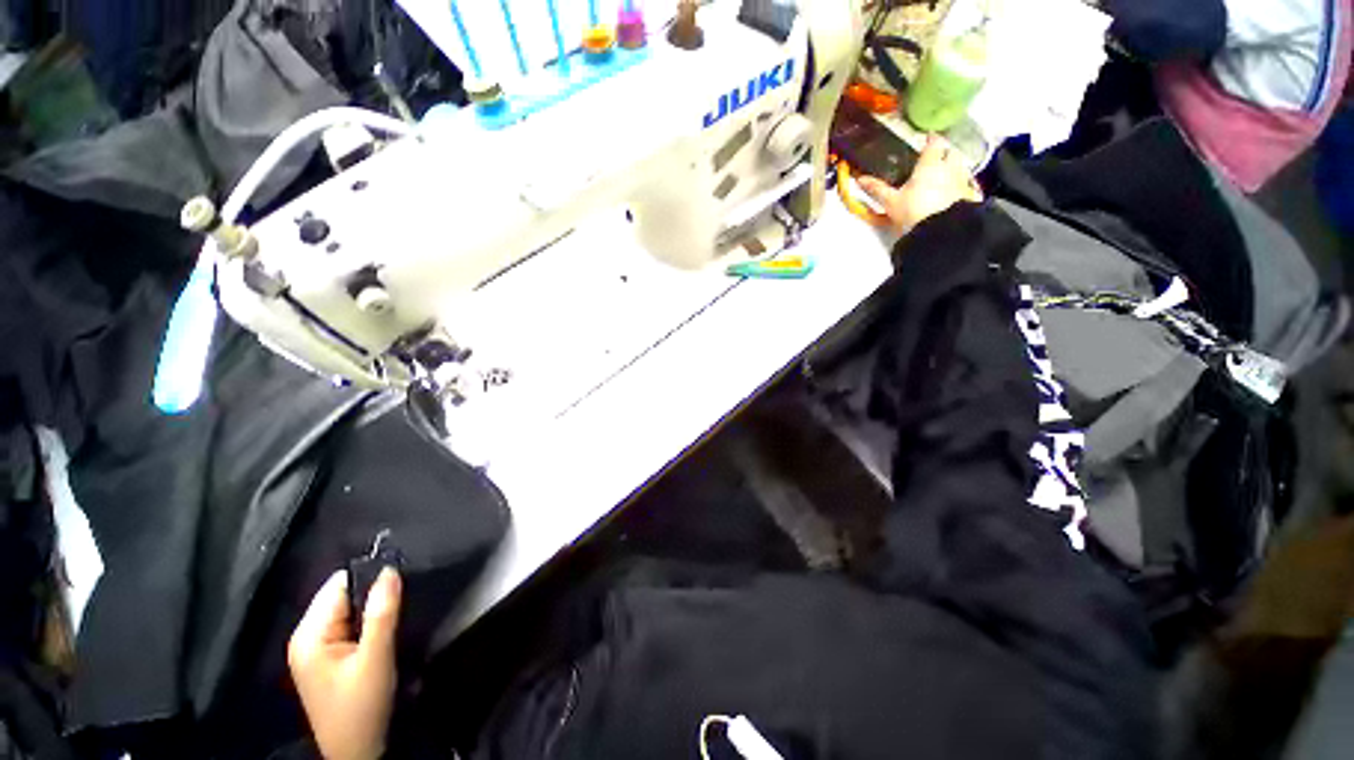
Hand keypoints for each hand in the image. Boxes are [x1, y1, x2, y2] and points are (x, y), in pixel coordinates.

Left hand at [289, 568, 401, 759]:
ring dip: (374, 610)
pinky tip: (385, 632)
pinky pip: (351, 626)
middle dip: (373, 595)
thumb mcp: (375, 659)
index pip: (339, 585)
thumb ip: (382, 614)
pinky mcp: (329, 659)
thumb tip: (390, 570)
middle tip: (403, 599)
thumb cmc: (361, 707)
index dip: (370, 577)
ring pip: (350, 611)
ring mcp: (317, 649)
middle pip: (343, 596)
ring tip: (398, 613)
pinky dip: (370, 624)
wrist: (357, 753)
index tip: (401, 577)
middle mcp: (307, 637)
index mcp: (309, 634)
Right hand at [857, 134, 982, 234]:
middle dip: (944, 153)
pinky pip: (966, 184)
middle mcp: (949, 168)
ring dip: (953, 168)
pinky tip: (953, 191)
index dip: (931, 139)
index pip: (934, 143)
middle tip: (936, 157)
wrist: (939, 231)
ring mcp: (961, 182)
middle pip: (951, 153)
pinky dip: (960, 184)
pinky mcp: (967, 196)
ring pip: (960, 167)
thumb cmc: (913, 212)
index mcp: (930, 164)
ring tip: (944, 175)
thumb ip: (877, 189)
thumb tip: (860, 179)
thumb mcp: (891, 202)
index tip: (927, 137)